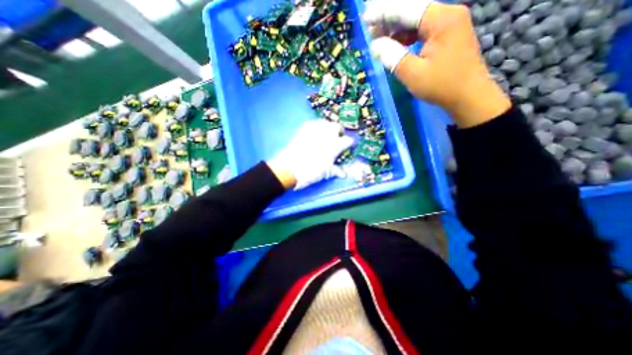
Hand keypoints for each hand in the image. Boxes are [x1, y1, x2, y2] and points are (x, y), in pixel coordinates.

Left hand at [267, 119, 354, 190]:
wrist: (290, 167)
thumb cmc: (311, 171)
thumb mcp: (326, 172)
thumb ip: (336, 170)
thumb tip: (343, 173)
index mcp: (336, 144)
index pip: (348, 141)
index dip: (349, 144)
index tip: (348, 147)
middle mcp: (328, 133)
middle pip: (338, 127)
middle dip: (339, 133)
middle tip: (337, 140)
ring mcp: (316, 128)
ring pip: (326, 123)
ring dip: (328, 128)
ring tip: (326, 136)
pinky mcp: (305, 127)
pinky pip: (315, 123)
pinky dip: (317, 127)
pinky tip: (315, 134)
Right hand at [363, 0, 509, 127]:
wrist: (468, 96)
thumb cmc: (441, 85)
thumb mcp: (413, 73)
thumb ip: (393, 56)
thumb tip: (375, 45)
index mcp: (441, 19)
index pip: (407, 9)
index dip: (384, 13)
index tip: (365, 17)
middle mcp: (447, 14)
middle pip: (413, 11)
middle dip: (389, 19)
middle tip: (369, 28)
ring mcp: (449, 24)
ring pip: (417, 20)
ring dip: (397, 28)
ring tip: (378, 37)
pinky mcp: (447, 36)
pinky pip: (423, 30)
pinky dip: (407, 36)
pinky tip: (395, 44)